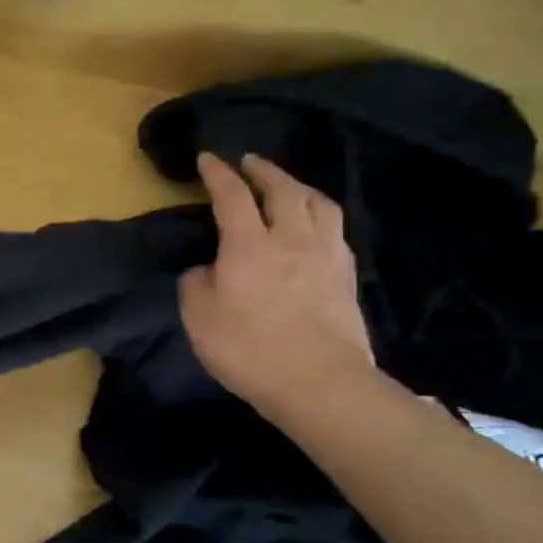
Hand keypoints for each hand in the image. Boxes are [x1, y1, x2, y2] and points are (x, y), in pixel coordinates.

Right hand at [180, 152, 376, 420]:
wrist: (319, 384)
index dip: (218, 174)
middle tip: (250, 162)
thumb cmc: (248, 349)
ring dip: (299, 187)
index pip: (232, 197)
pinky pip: (335, 232)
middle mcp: (291, 240)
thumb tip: (206, 269)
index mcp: (249, 246)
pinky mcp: (346, 278)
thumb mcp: (198, 317)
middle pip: (283, 190)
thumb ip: (196, 283)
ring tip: (287, 186)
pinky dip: (320, 217)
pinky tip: (314, 227)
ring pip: (318, 204)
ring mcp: (325, 257)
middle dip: (264, 171)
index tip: (207, 159)